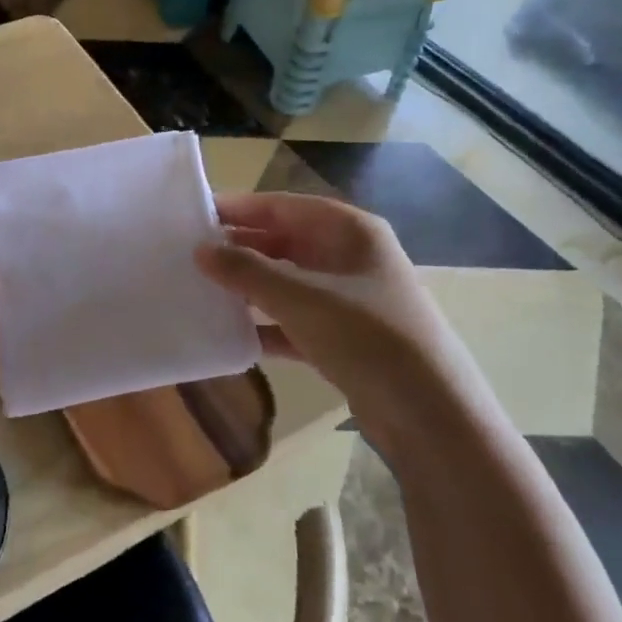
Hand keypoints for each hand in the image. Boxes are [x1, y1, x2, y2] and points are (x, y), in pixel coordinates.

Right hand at [196, 192, 460, 389]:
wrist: (431, 416)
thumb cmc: (367, 337)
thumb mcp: (301, 297)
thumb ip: (246, 271)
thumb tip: (200, 250)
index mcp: (349, 231)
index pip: (283, 206)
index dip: (239, 208)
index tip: (194, 214)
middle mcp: (350, 257)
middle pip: (284, 242)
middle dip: (240, 247)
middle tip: (190, 254)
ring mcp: (349, 299)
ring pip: (287, 281)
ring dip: (249, 286)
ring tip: (201, 289)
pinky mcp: (345, 338)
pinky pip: (294, 320)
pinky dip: (266, 324)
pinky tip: (231, 335)